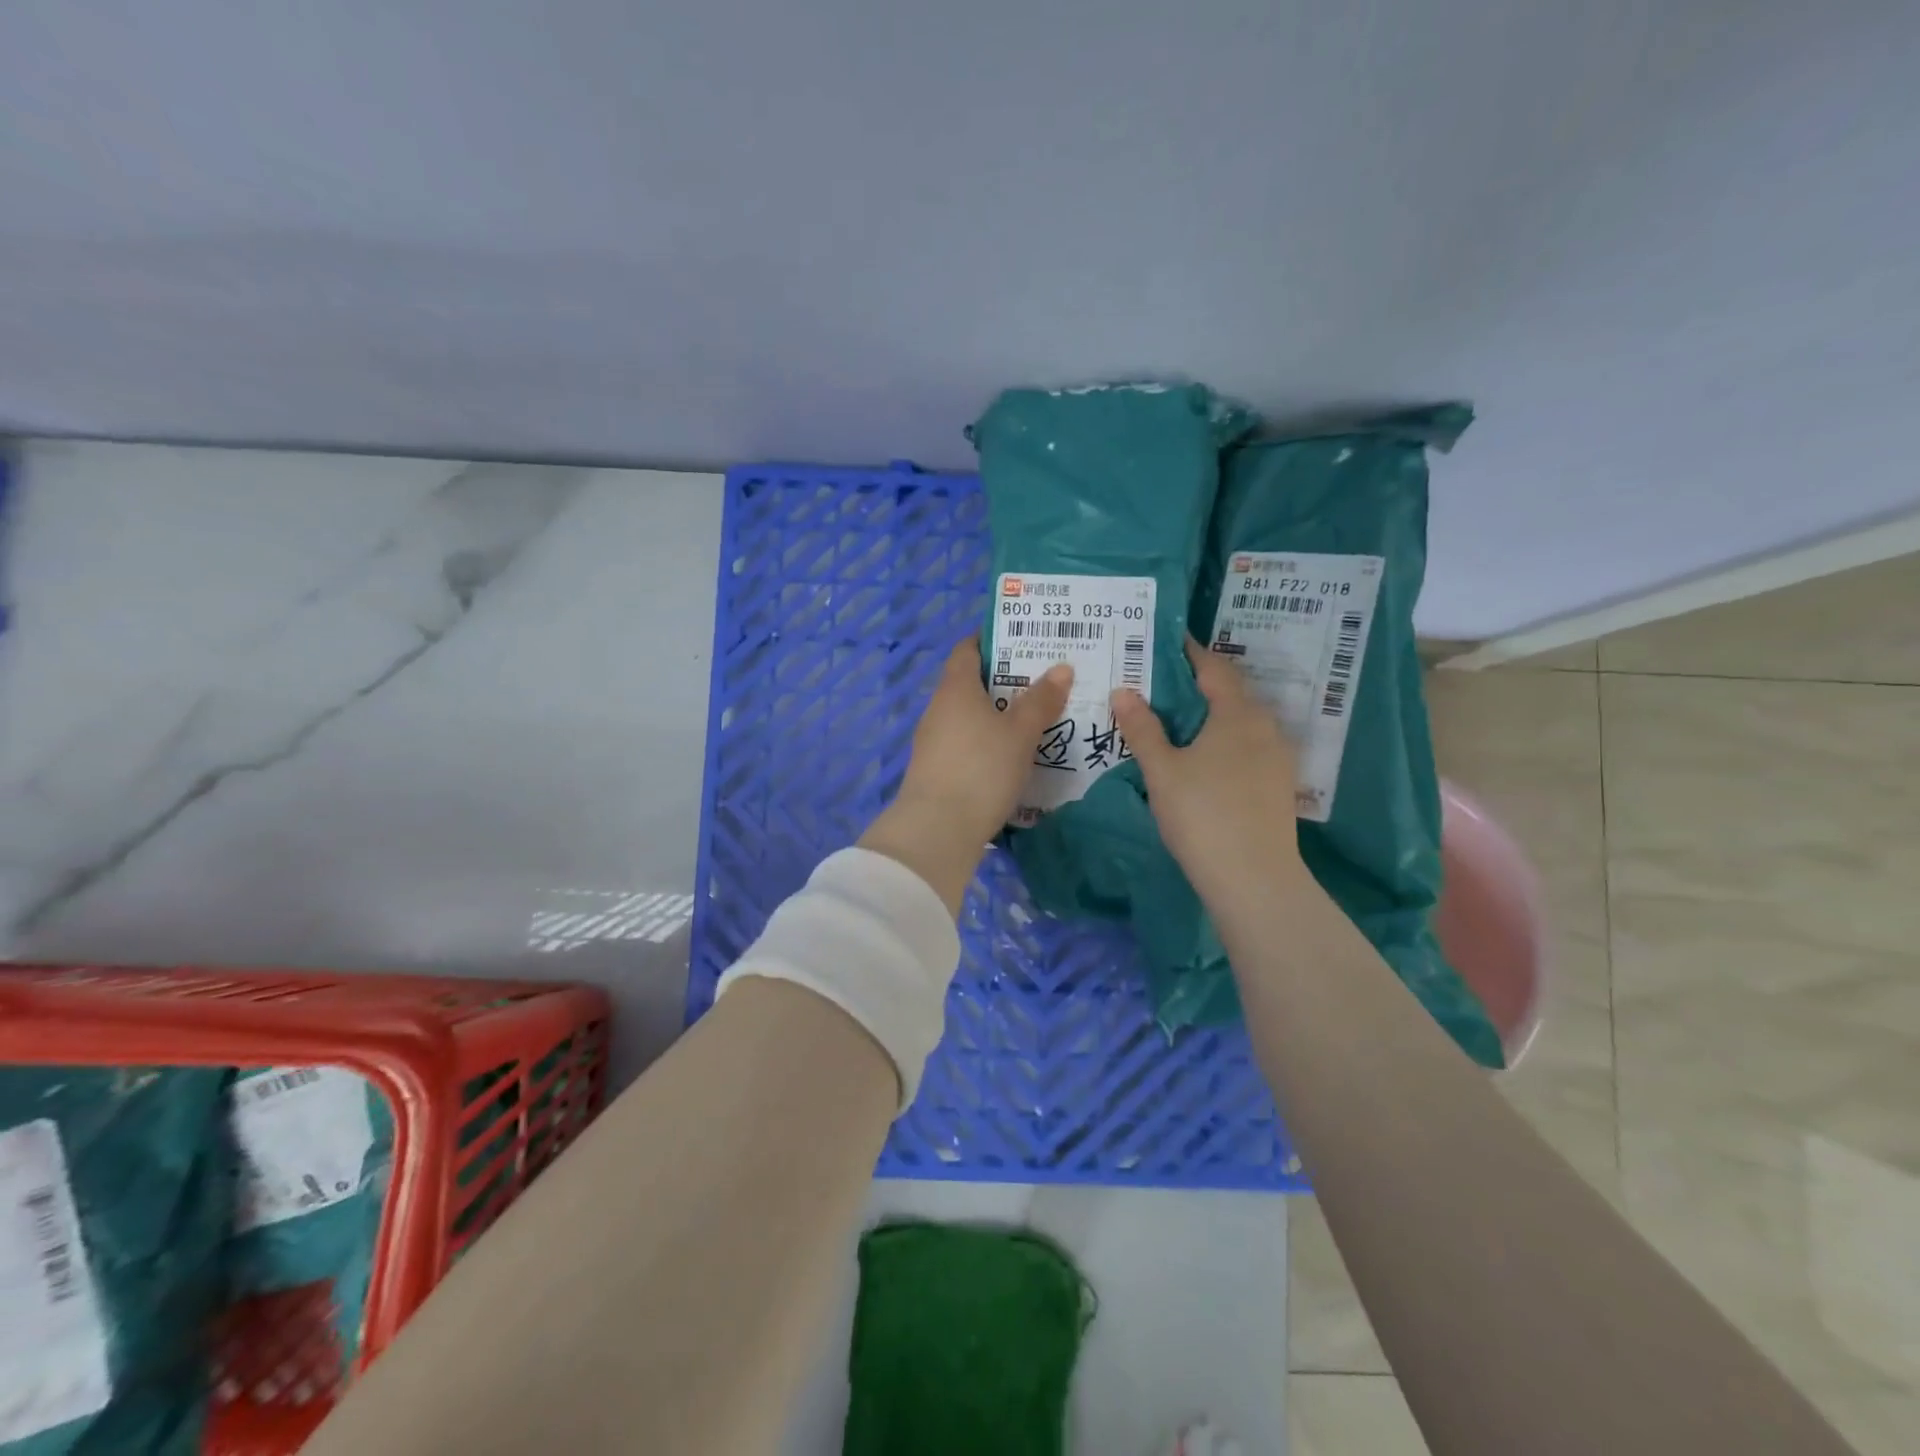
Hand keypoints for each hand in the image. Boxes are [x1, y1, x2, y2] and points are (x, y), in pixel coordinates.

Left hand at [859, 638, 1073, 913]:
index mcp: (956, 688)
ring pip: (969, 716)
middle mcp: (939, 708)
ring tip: (1036, 718)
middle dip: (1004, 680)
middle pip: (970, 683)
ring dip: (997, 714)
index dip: (992, 640)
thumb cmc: (981, 769)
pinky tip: (1013, 756)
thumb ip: (1041, 701)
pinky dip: (988, 742)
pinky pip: (966, 743)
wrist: (937, 830)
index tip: (1023, 639)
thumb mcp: (1020, 733)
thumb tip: (1062, 667)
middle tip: (1043, 681)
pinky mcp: (936, 770)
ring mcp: (933, 741)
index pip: (967, 649)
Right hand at [1109, 638, 1307, 910]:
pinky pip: (1249, 746)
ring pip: (1241, 722)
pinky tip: (1205, 759)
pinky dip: (1225, 740)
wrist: (1254, 878)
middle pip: (1231, 693)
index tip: (1167, 642)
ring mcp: (1277, 757)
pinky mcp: (1279, 784)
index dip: (1190, 652)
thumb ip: (1142, 728)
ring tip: (1179, 721)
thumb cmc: (1202, 814)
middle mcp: (1265, 726)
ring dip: (1213, 715)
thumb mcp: (1162, 770)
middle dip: (1199, 684)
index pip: (1214, 668)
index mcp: (1237, 713)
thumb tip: (1124, 690)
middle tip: (1162, 684)